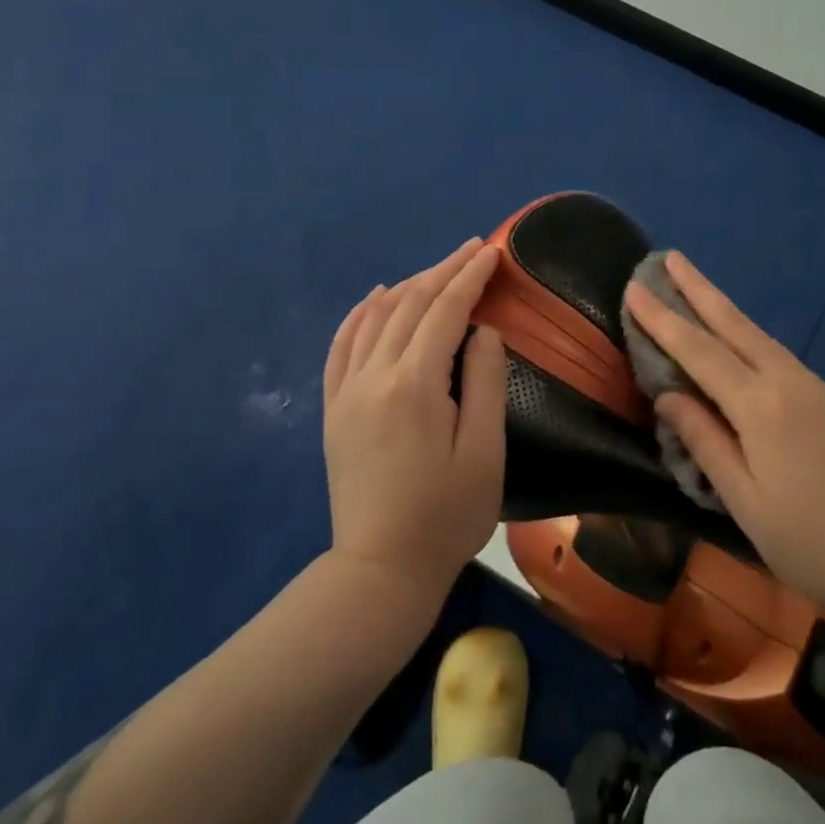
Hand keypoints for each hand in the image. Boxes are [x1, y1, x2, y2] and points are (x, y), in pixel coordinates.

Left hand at [323, 239, 506, 603]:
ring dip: (409, 285)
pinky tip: (376, 297)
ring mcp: (347, 391)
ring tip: (437, 270)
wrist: (379, 572)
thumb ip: (487, 381)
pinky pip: (342, 344)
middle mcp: (374, 375)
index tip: (491, 251)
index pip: (445, 310)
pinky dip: (360, 313)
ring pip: (376, 317)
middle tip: (472, 250)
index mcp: (415, 384)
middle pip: (410, 304)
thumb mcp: (485, 451)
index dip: (470, 277)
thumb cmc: (446, 516)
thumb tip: (482, 330)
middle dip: (444, 271)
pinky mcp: (333, 408)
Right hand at [625, 252, 824, 621]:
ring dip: (724, 309)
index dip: (663, 320)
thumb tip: (668, 396)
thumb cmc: (814, 542)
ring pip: (759, 336)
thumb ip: (705, 443)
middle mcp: (788, 381)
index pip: (699, 351)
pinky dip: (751, 338)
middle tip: (670, 256)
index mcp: (760, 406)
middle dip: (698, 288)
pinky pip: (781, 357)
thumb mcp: (747, 503)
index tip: (635, 288)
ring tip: (697, 289)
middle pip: (733, 323)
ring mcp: (817, 386)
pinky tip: (742, 346)